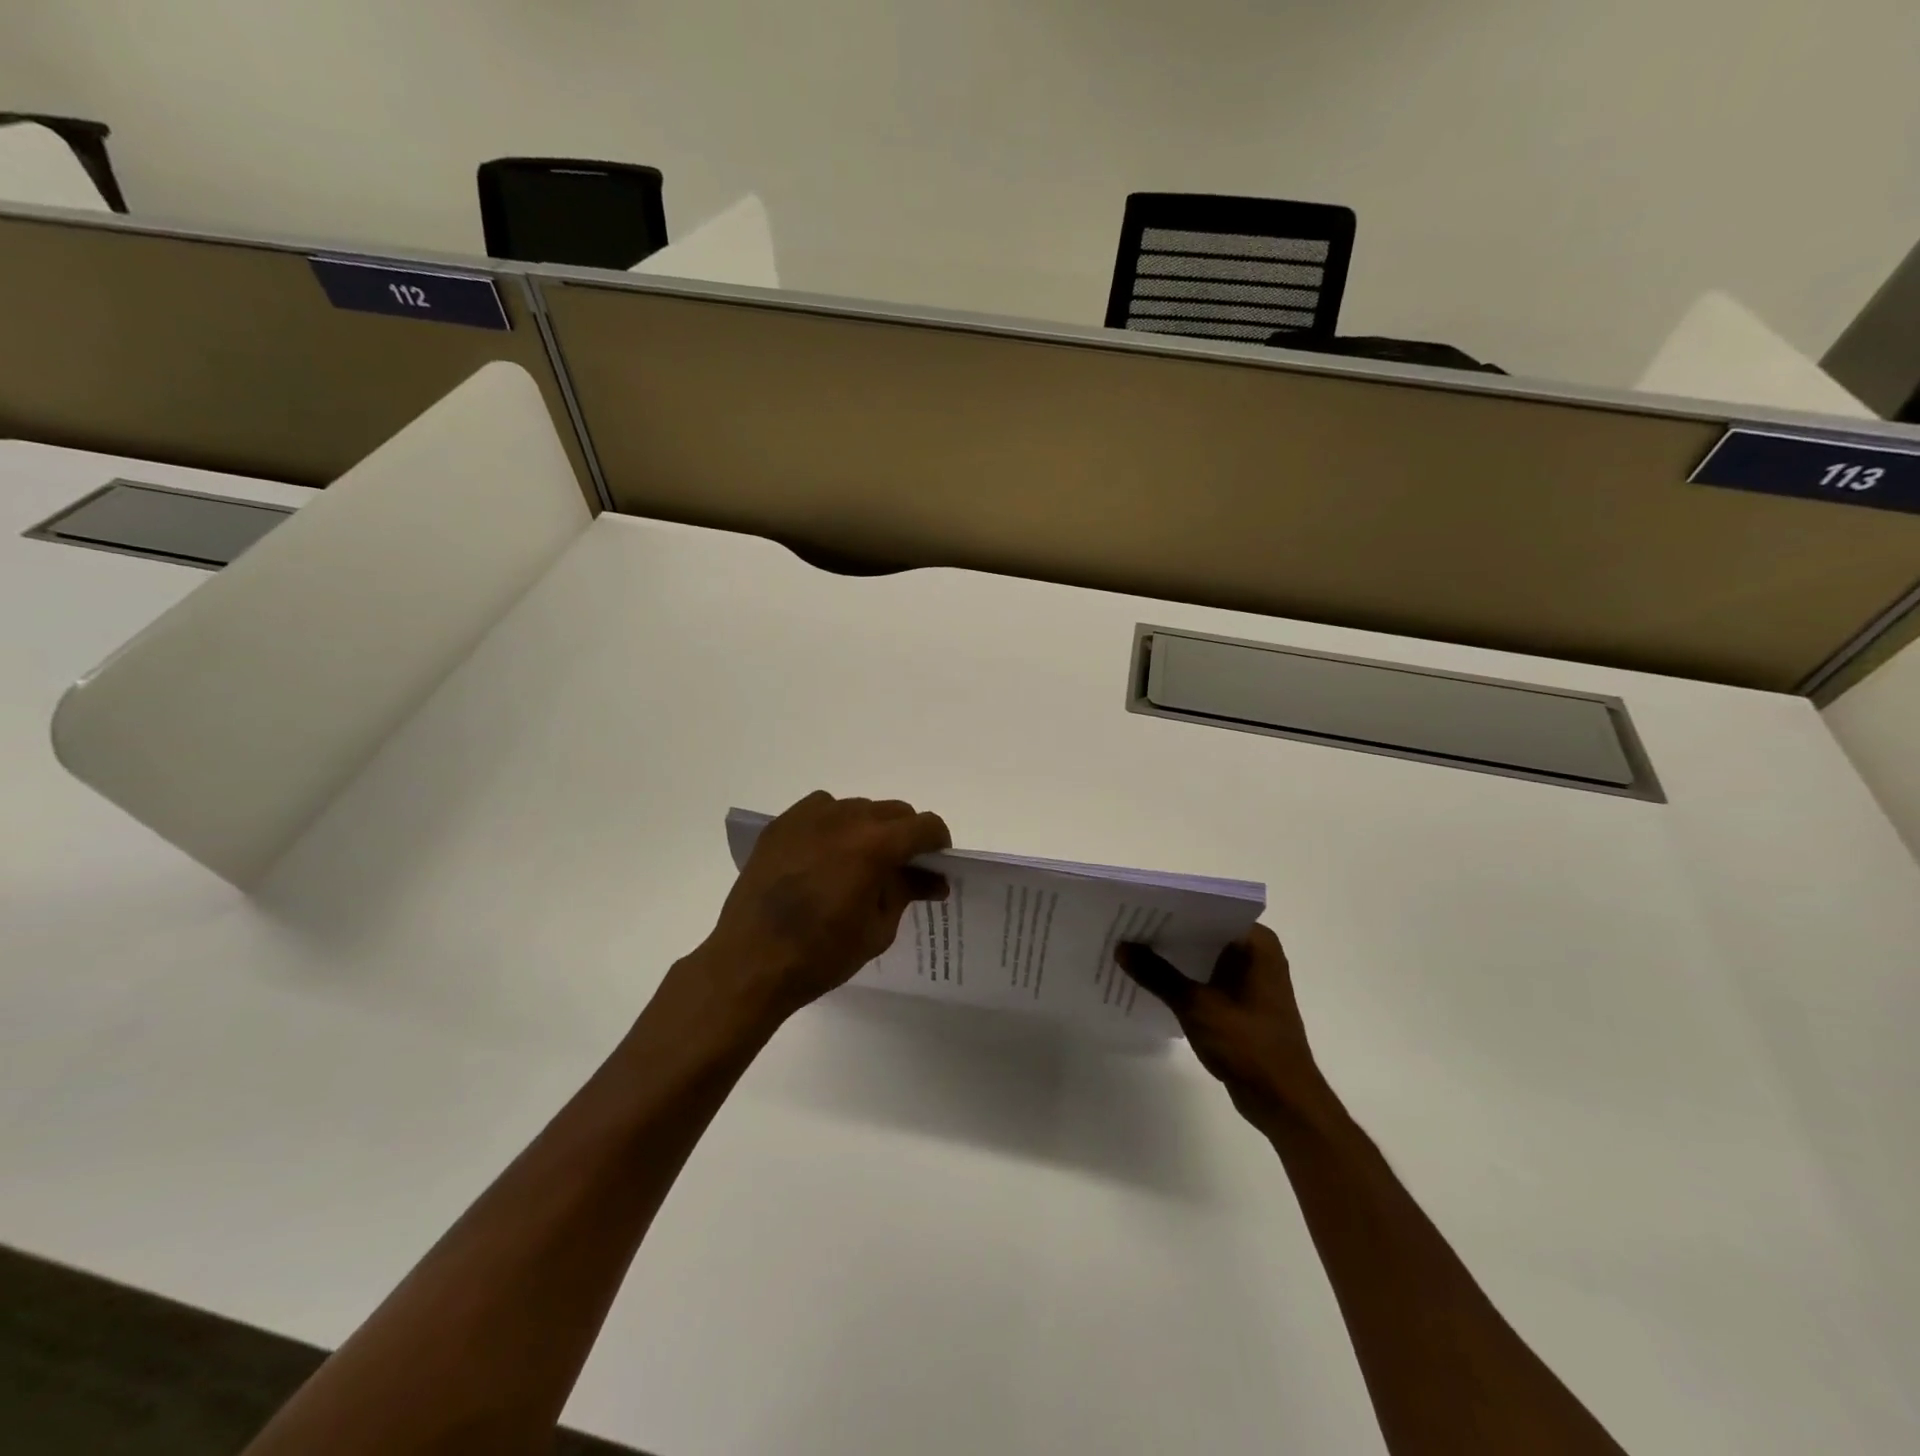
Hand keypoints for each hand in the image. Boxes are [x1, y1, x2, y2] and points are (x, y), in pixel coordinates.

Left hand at [689, 791, 950, 1030]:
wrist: (751, 962)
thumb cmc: (821, 954)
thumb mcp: (878, 929)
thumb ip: (907, 892)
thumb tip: (932, 879)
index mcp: (876, 845)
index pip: (925, 826)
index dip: (938, 844)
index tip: (935, 865)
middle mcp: (846, 818)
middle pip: (894, 812)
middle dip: (906, 836)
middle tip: (900, 870)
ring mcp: (809, 817)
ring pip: (858, 808)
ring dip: (870, 829)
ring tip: (858, 863)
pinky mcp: (782, 824)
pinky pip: (822, 809)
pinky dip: (834, 824)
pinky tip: (825, 854)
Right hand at [1117, 926, 1325, 1125]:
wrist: (1283, 1100)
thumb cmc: (1247, 1044)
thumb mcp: (1195, 1005)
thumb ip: (1157, 974)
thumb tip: (1121, 947)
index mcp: (1256, 942)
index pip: (1207, 910)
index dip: (1171, 908)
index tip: (1136, 906)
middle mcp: (1257, 953)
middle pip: (1203, 932)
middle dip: (1167, 932)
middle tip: (1125, 926)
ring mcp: (1251, 979)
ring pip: (1203, 956)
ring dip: (1173, 957)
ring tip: (1130, 949)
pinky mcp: (1243, 1002)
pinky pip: (1207, 978)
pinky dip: (1183, 978)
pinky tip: (1150, 980)